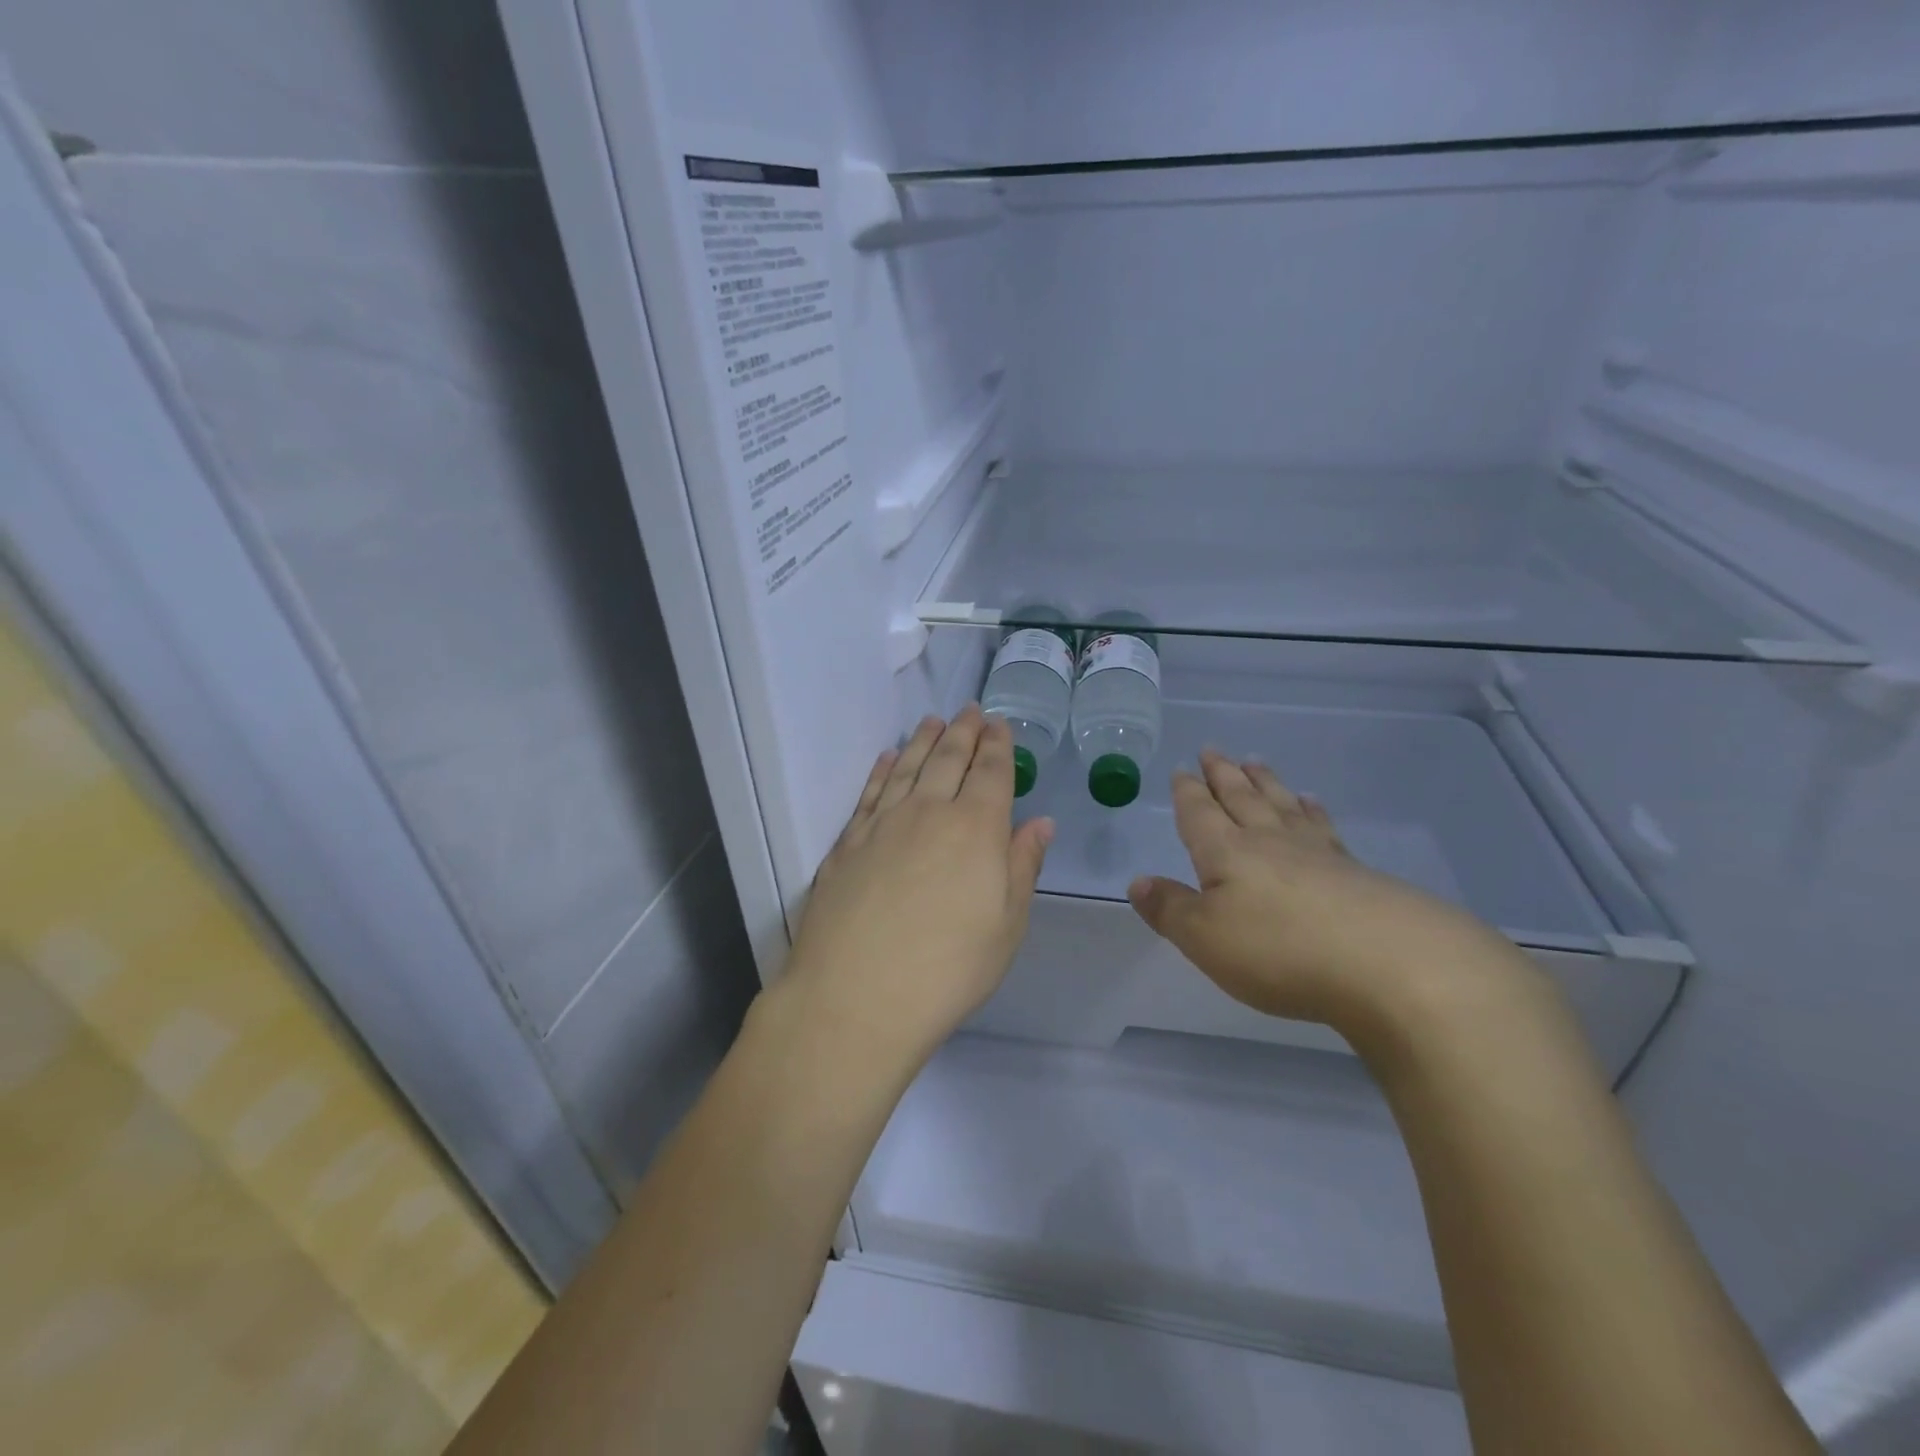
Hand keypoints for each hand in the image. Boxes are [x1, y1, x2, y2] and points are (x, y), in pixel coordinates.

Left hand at [777, 707, 1053, 1075]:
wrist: (857, 996)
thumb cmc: (949, 968)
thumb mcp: (1006, 925)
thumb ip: (1022, 866)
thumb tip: (1040, 823)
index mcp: (975, 828)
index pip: (990, 772)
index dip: (997, 746)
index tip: (999, 725)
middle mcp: (928, 812)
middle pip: (948, 759)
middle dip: (963, 732)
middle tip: (970, 710)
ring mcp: (882, 824)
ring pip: (906, 767)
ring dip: (922, 741)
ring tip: (932, 721)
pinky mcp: (847, 843)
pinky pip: (869, 793)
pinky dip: (880, 770)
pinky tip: (885, 758)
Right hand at [1128, 750, 1524, 1035]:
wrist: (1392, 965)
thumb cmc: (1280, 951)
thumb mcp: (1206, 939)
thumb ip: (1170, 909)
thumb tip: (1138, 882)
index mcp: (1228, 852)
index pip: (1200, 813)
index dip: (1188, 793)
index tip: (1182, 770)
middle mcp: (1270, 842)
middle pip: (1242, 799)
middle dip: (1224, 775)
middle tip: (1214, 751)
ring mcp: (1318, 853)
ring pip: (1283, 805)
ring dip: (1266, 783)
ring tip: (1257, 762)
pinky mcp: (1357, 873)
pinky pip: (1324, 828)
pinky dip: (1313, 812)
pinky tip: (1314, 806)